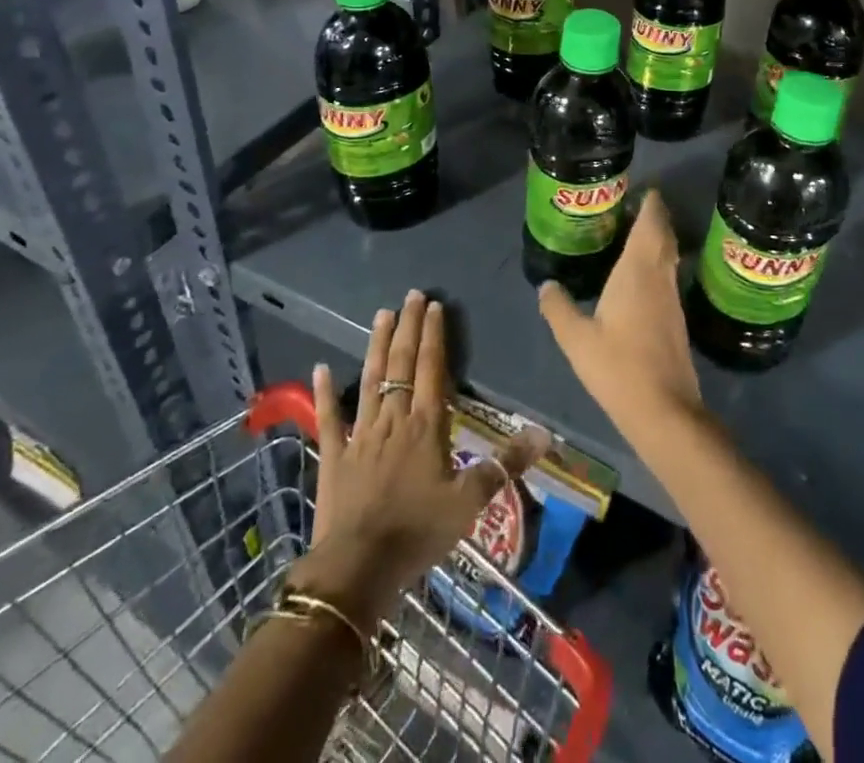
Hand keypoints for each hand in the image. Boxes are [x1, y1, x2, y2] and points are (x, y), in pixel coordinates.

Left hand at [297, 291, 546, 627]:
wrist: (358, 569)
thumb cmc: (418, 532)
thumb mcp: (470, 502)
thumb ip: (504, 465)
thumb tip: (544, 434)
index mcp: (426, 425)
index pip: (432, 368)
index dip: (434, 336)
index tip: (434, 305)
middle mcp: (393, 419)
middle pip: (401, 364)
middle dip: (407, 327)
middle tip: (411, 295)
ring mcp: (360, 435)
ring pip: (370, 380)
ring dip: (376, 346)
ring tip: (381, 315)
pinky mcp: (334, 456)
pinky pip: (329, 418)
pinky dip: (324, 392)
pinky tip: (319, 368)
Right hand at [538, 190, 703, 442]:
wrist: (664, 410)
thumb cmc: (618, 366)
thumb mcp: (576, 338)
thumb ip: (558, 308)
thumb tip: (546, 285)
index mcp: (638, 271)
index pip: (651, 224)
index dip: (651, 204)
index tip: (644, 188)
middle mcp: (660, 277)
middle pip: (664, 236)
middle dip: (655, 217)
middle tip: (637, 205)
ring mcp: (672, 299)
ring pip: (669, 257)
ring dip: (658, 240)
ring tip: (636, 233)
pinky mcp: (676, 320)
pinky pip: (667, 277)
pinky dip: (657, 264)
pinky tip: (641, 276)